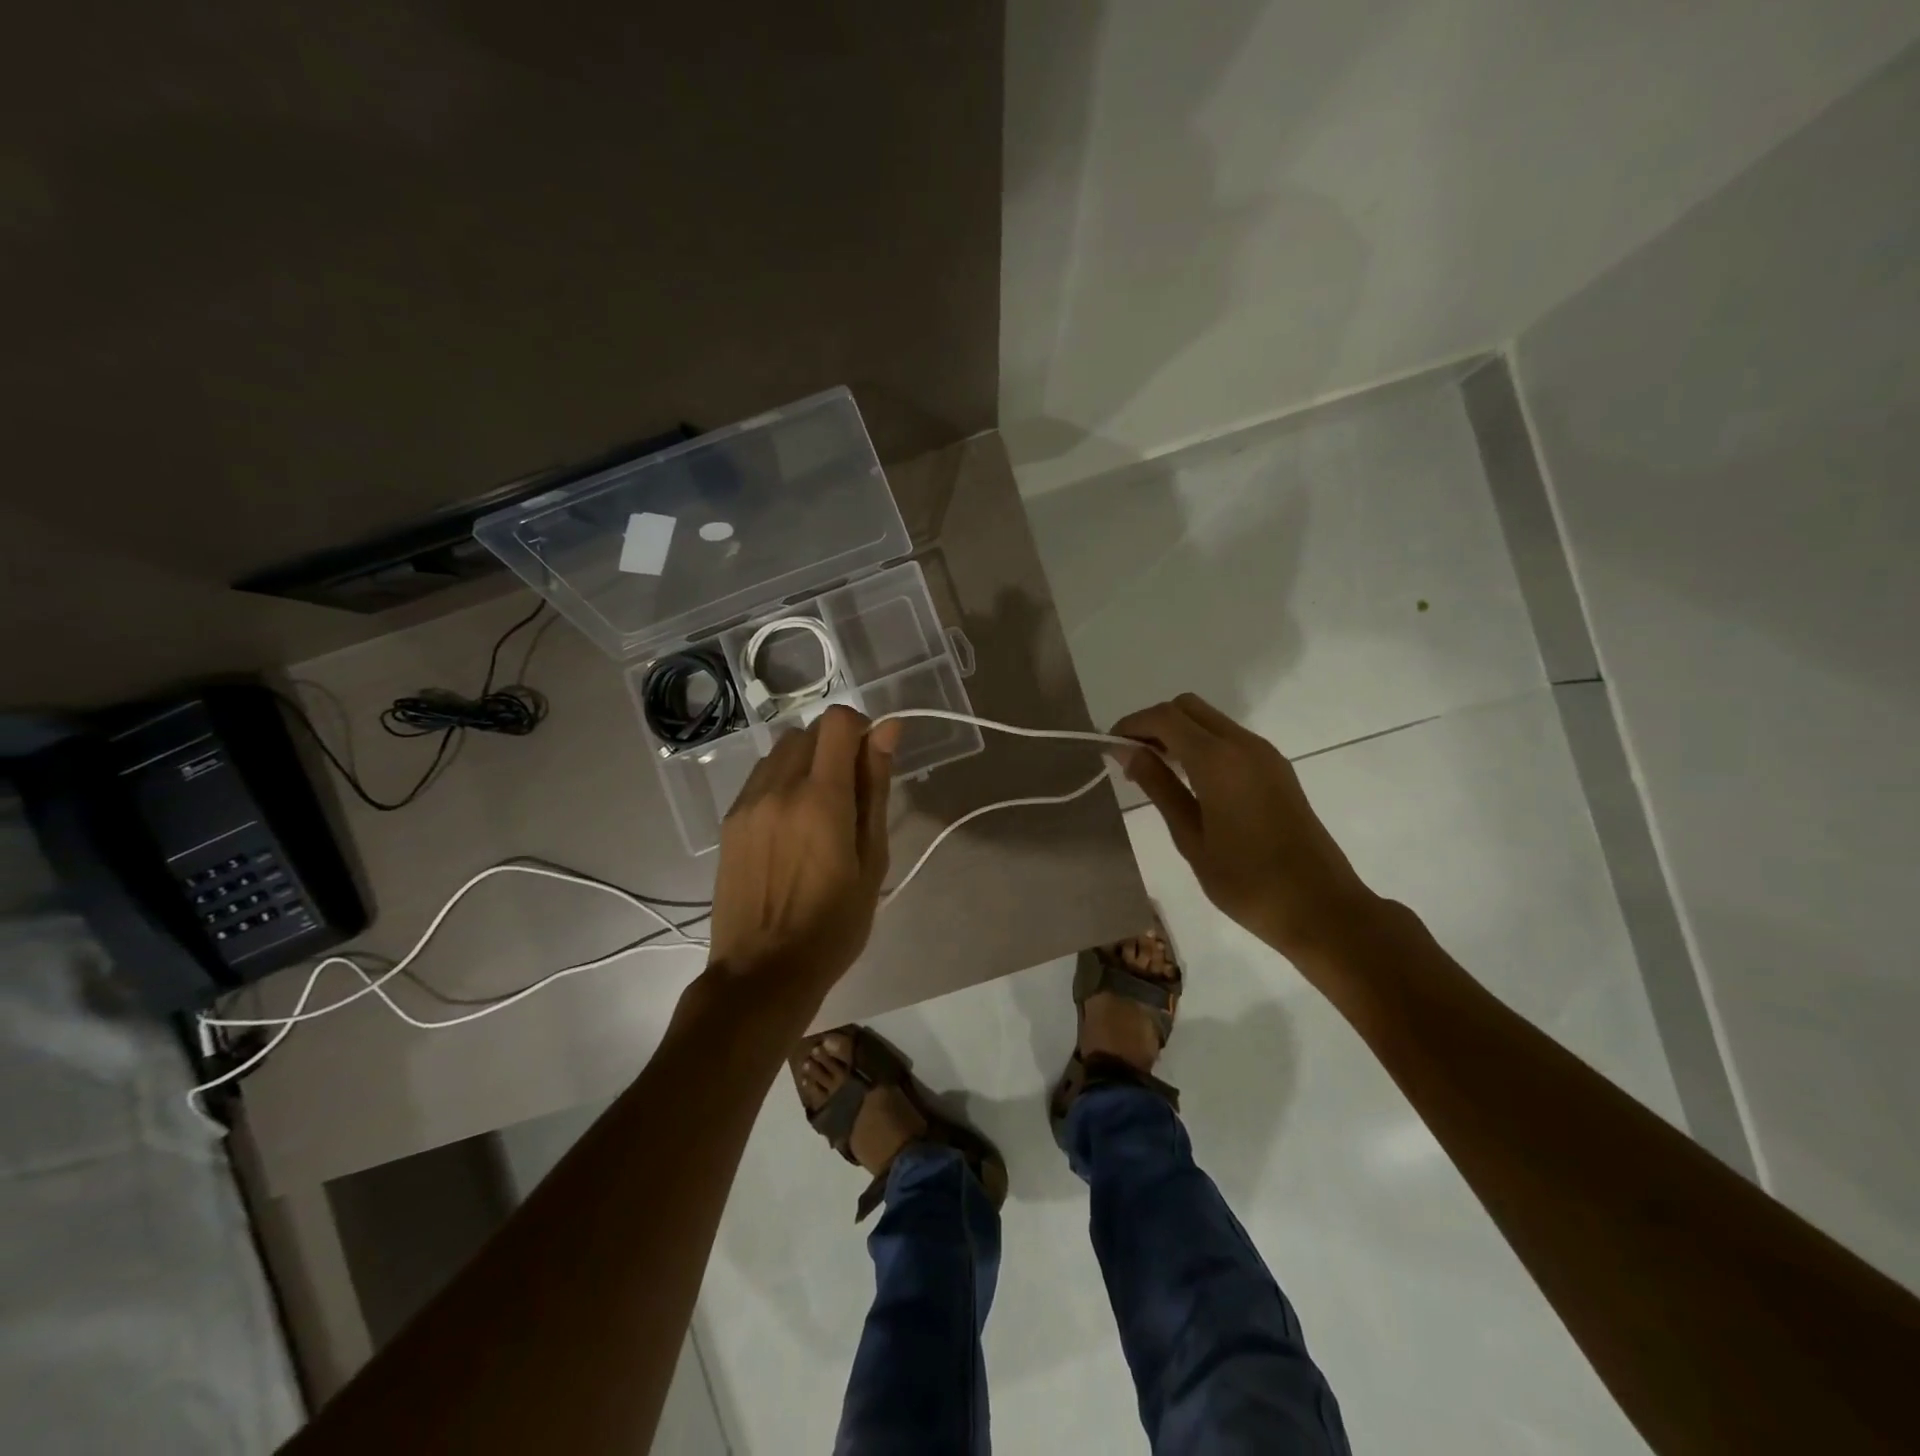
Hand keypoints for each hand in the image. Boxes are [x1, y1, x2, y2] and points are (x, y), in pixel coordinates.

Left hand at [705, 706, 900, 1002]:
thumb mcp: (871, 859)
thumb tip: (888, 730)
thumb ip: (876, 787)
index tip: (872, 762)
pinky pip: (761, 776)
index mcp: (820, 797)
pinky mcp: (730, 820)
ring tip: (819, 811)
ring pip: (782, 749)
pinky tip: (791, 824)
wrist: (762, 972)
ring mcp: (747, 802)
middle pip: (810, 731)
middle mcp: (778, 787)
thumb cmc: (833, 924)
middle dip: (837, 746)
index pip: (838, 722)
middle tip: (850, 795)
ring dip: (807, 761)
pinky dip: (782, 780)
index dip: (862, 729)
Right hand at [1112, 694, 1380, 964]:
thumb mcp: (1190, 837)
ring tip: (1155, 772)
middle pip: (1188, 707)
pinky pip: (1229, 738)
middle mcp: (1243, 744)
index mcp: (1218, 760)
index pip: (1164, 717)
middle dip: (1154, 723)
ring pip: (1210, 720)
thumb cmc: (1246, 881)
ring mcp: (1265, 754)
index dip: (1132, 725)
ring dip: (1178, 733)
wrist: (1321, 907)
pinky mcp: (1277, 769)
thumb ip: (1158, 787)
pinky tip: (1189, 781)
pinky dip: (1201, 745)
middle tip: (1132, 759)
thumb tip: (1128, 751)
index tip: (1109, 748)